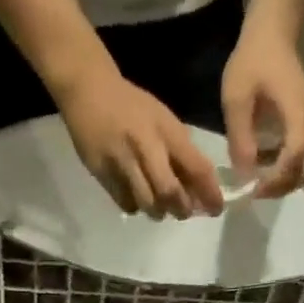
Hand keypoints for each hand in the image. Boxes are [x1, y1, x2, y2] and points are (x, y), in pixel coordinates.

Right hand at [56, 68, 224, 218]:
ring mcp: (121, 160)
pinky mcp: (101, 171)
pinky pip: (125, 202)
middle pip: (169, 192)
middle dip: (181, 209)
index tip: (215, 209)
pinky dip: (136, 206)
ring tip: (161, 208)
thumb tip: (197, 190)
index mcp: (166, 130)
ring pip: (147, 203)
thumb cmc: (132, 107)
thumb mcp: (162, 120)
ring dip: (159, 212)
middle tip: (183, 212)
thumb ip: (180, 152)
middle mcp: (145, 145)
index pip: (196, 167)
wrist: (87, 90)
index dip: (209, 193)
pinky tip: (136, 197)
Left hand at [221, 28, 303, 196]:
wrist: (272, 32)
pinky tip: (264, 167)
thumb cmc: (253, 60)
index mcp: (297, 112)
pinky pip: (301, 155)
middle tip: (254, 191)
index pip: (294, 157)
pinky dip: (285, 168)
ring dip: (283, 180)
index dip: (276, 179)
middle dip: (280, 186)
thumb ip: (241, 138)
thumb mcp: (236, 98)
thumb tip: (245, 175)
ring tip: (258, 182)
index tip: (254, 189)